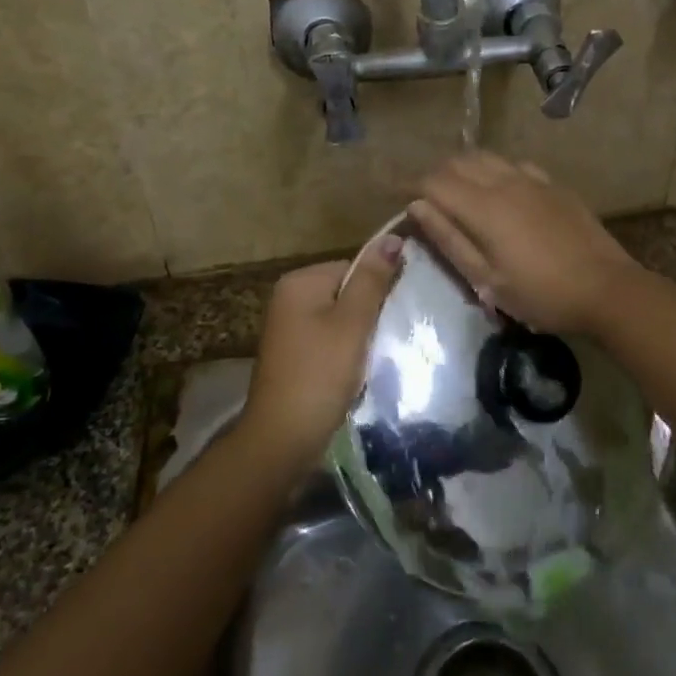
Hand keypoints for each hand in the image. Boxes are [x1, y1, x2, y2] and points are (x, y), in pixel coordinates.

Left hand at [240, 236, 402, 465]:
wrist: (283, 439)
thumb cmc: (320, 374)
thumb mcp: (352, 323)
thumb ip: (372, 280)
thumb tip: (393, 236)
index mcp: (299, 281)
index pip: (354, 267)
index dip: (377, 290)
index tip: (393, 316)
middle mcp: (289, 297)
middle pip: (347, 292)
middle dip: (368, 314)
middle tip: (382, 339)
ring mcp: (288, 327)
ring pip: (341, 318)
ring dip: (360, 336)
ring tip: (371, 358)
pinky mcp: (294, 354)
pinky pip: (329, 340)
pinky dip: (345, 353)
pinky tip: (354, 372)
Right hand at [409, 152, 642, 332]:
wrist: (607, 289)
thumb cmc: (541, 294)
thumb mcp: (487, 279)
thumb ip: (450, 239)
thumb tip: (417, 206)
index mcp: (484, 207)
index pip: (435, 181)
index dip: (411, 186)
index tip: (398, 197)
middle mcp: (505, 182)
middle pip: (459, 162)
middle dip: (436, 175)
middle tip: (427, 200)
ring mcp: (534, 179)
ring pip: (487, 157)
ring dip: (464, 169)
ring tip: (458, 193)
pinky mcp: (555, 185)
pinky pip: (515, 164)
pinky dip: (495, 170)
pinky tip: (500, 190)